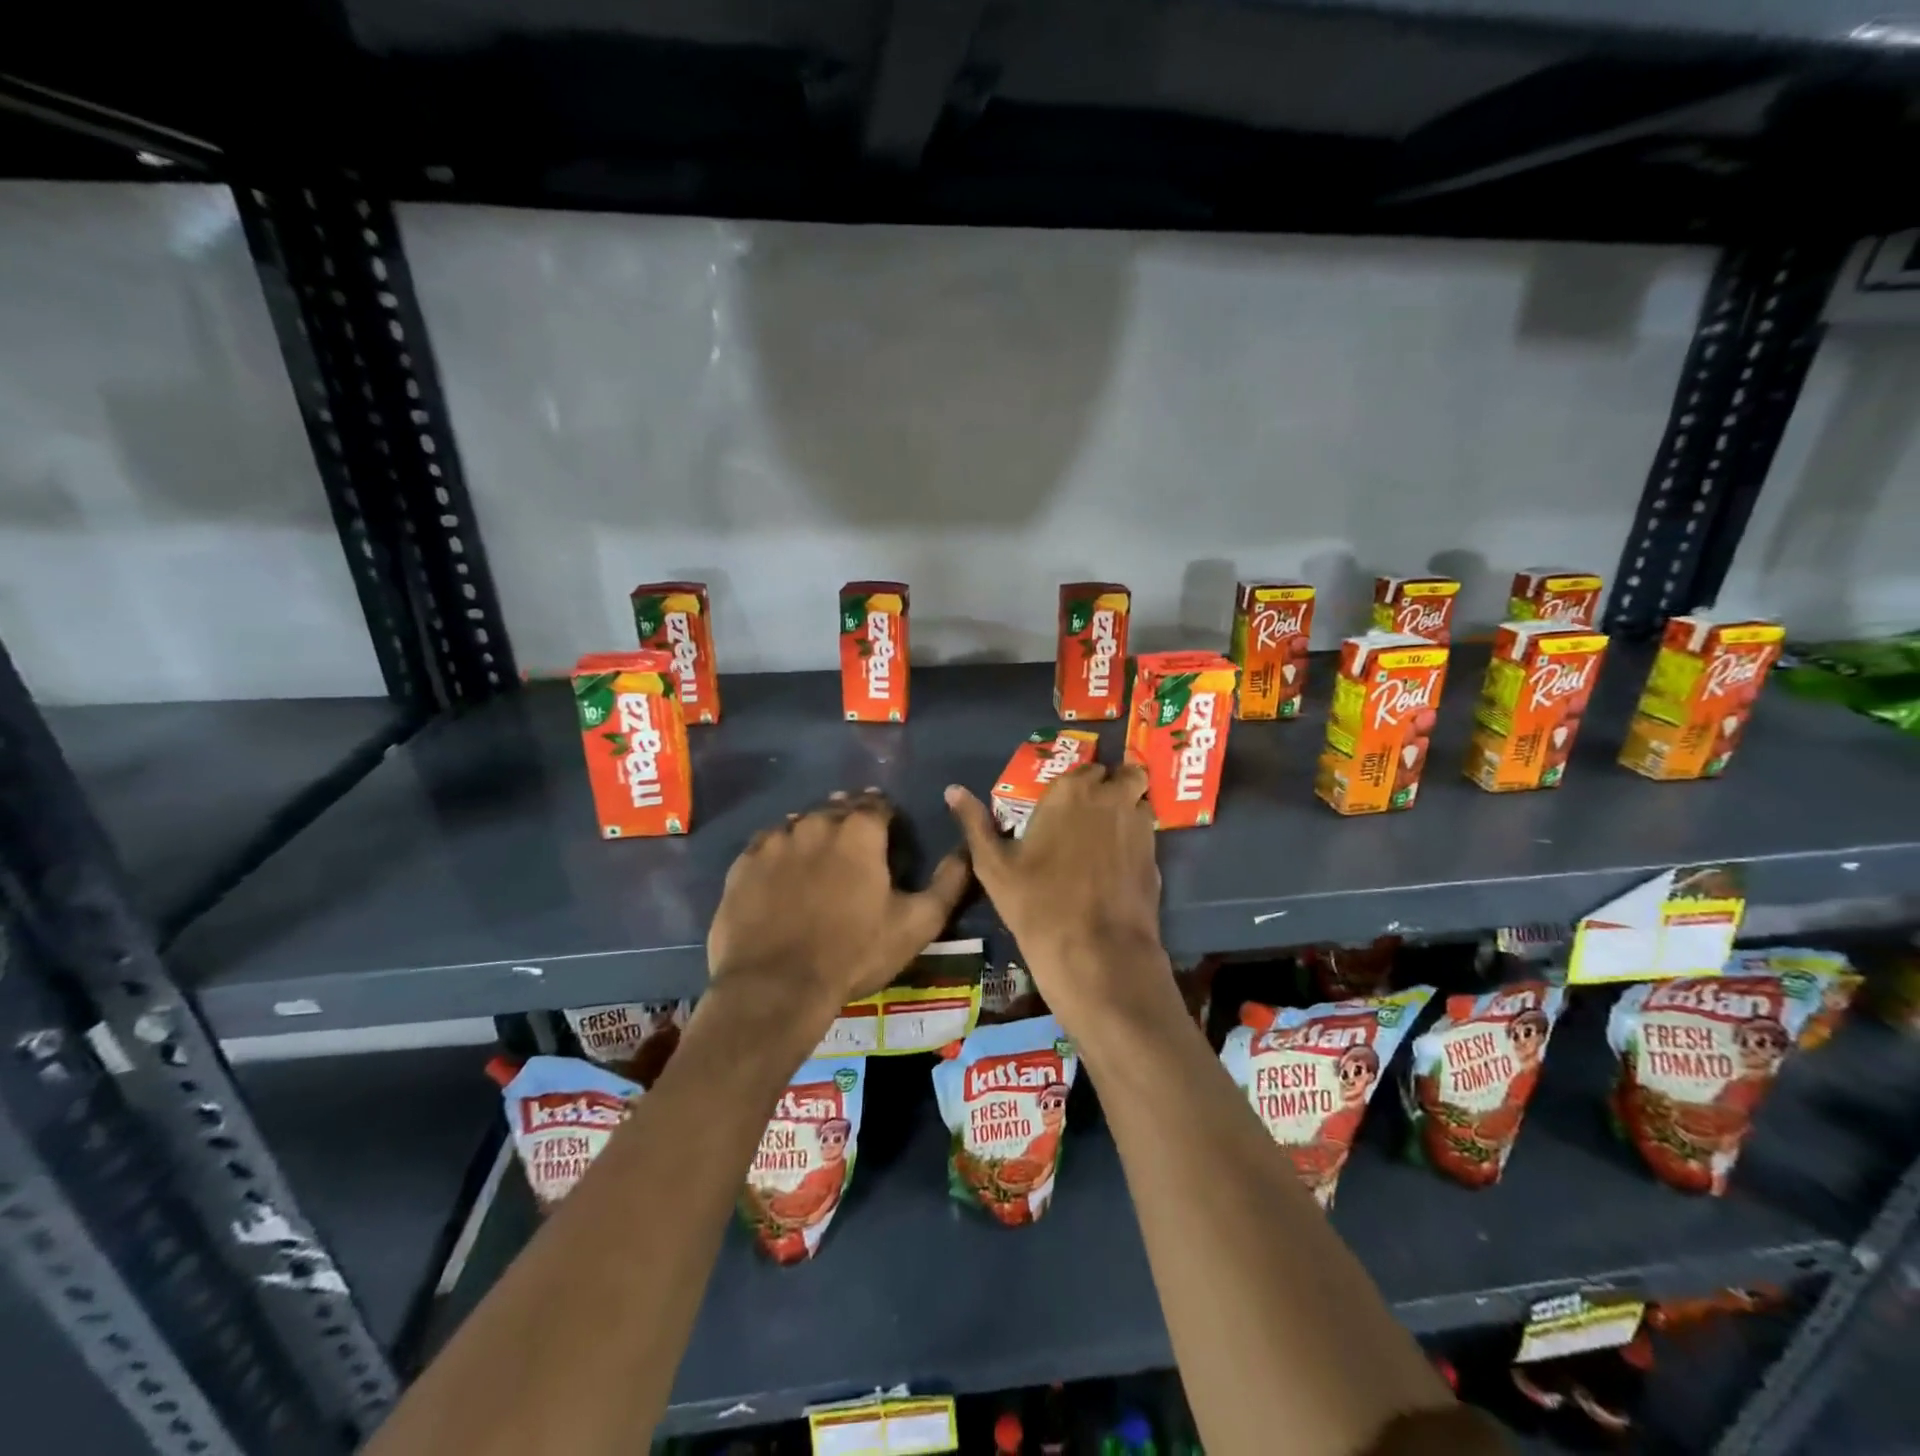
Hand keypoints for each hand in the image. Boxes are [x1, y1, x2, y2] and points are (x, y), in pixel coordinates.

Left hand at [708, 790, 970, 1030]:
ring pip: (800, 823)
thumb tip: (967, 849)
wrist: (775, 987)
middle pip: (837, 808)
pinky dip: (780, 852)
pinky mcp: (743, 864)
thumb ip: (949, 881)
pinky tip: (783, 875)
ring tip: (819, 861)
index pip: (877, 804)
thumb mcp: (917, 923)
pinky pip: (767, 845)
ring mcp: (774, 841)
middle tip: (856, 847)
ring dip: (814, 834)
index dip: (886, 816)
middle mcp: (815, 823)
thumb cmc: (854, 953)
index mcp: (859, 831)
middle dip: (850, 820)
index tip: (889, 833)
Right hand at [944, 764, 1172, 1031]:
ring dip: (1129, 806)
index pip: (1083, 767)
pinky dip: (1137, 837)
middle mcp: (1110, 797)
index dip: (1077, 784)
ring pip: (1140, 799)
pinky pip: (1149, 832)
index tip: (1066, 802)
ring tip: (1109, 832)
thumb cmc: (1037, 903)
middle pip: (1121, 774)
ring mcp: (1139, 825)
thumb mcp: (993, 865)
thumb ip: (974, 822)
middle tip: (1091, 812)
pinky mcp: (1156, 855)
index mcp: (1069, 791)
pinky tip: (1121, 862)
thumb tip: (952, 790)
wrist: (1095, 952)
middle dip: (1110, 786)